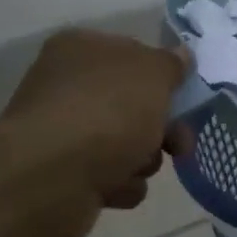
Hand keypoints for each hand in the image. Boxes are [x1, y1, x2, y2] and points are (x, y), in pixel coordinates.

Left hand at [0, 29, 193, 236]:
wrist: (52, 177)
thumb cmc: (107, 112)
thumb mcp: (154, 74)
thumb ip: (172, 64)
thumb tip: (180, 55)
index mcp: (82, 49)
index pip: (133, 54)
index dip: (163, 78)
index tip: (184, 99)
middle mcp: (66, 85)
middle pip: (133, 104)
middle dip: (161, 128)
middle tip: (178, 145)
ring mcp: (61, 131)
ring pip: (125, 143)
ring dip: (143, 159)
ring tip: (137, 168)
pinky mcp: (61, 174)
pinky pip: (108, 176)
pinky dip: (120, 184)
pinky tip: (115, 188)